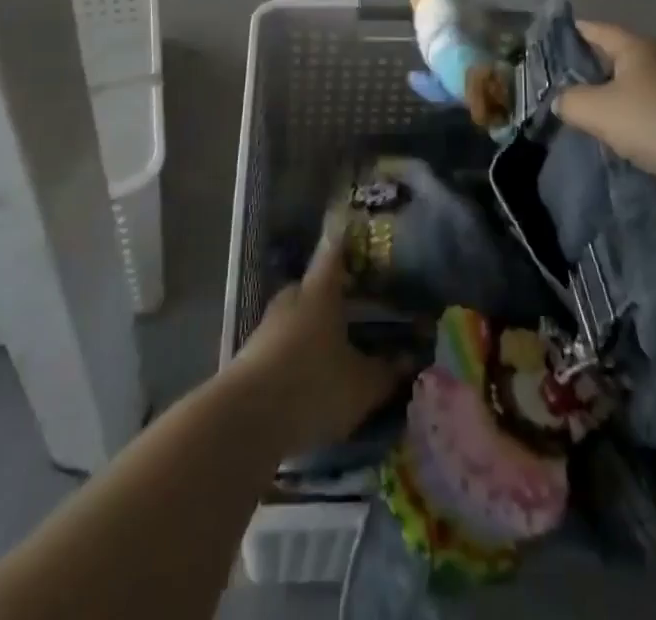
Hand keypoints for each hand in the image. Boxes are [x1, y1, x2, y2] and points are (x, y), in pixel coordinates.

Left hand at [231, 239, 411, 456]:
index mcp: (320, 291)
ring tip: (337, 348)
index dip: (346, 242)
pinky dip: (297, 355)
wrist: (244, 421)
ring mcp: (267, 327)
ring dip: (314, 329)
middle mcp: (292, 299)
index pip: (334, 253)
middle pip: (314, 287)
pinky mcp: (250, 358)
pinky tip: (311, 379)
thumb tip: (411, 359)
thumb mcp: (361, 385)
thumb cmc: (312, 386)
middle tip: (358, 306)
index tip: (357, 234)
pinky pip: (282, 346)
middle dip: (333, 295)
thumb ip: (387, 372)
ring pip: (297, 318)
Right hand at [556, 20, 655, 185]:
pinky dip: (635, 117)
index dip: (570, 35)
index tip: (547, 47)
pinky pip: (653, 107)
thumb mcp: (598, 111)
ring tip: (589, 117)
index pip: (595, 29)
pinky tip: (624, 136)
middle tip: (561, 88)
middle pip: (615, 56)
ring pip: (635, 84)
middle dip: (589, 70)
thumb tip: (562, 100)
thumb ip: (570, 101)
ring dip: (613, 98)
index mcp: (637, 46)